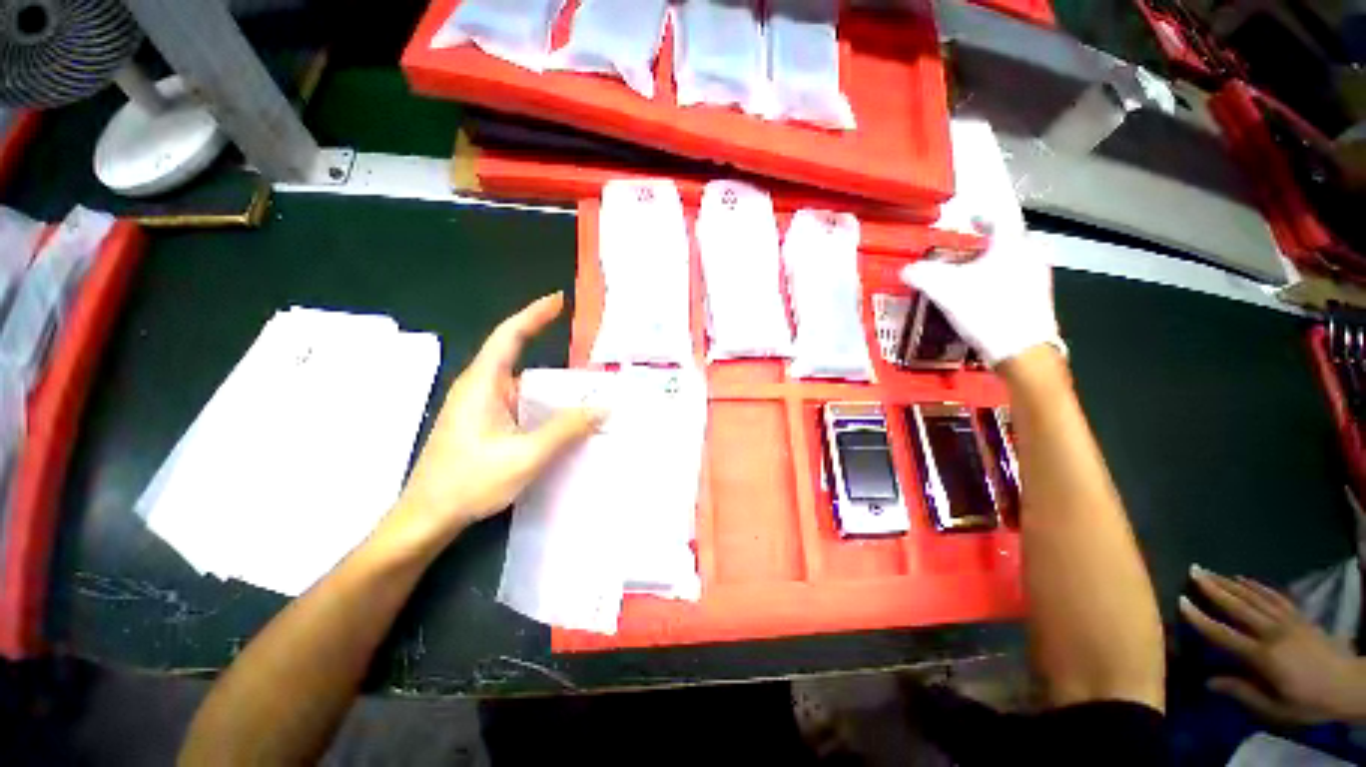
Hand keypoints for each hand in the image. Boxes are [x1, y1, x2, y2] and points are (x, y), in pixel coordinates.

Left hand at [381, 293, 602, 552]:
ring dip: (550, 383)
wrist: (426, 519)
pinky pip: (519, 402)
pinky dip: (543, 402)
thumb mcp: (525, 456)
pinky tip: (561, 417)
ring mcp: (480, 407)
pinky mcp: (483, 424)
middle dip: (552, 352)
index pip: (510, 335)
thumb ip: (566, 429)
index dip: (535, 314)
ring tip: (585, 389)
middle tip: (589, 357)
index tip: (559, 300)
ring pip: (522, 384)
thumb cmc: (469, 482)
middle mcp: (480, 388)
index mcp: (483, 384)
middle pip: (519, 357)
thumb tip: (603, 407)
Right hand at [900, 227, 1063, 366]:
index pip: (1000, 219)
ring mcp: (1038, 278)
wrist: (1022, 350)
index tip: (972, 220)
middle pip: (1009, 241)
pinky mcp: (1038, 300)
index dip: (983, 217)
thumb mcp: (946, 290)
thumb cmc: (986, 310)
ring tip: (972, 276)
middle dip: (987, 245)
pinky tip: (984, 296)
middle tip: (967, 252)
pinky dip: (999, 280)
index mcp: (1012, 245)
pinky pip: (1017, 279)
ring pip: (1013, 261)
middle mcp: (1031, 256)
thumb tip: (906, 270)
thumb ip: (923, 275)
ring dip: (993, 264)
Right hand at [1180, 565, 1365, 724]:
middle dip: (1214, 588)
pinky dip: (1256, 585)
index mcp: (1264, 656)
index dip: (1201, 619)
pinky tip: (1243, 578)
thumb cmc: (1307, 701)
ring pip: (1254, 597)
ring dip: (1229, 582)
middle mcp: (1272, 632)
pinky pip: (1274, 595)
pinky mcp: (1298, 615)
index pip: (1225, 634)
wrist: (1348, 684)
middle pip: (1239, 607)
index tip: (1180, 601)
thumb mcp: (1276, 708)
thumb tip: (1209, 681)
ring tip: (1210, 570)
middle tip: (1193, 569)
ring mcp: (1288, 620)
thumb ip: (1243, 692)